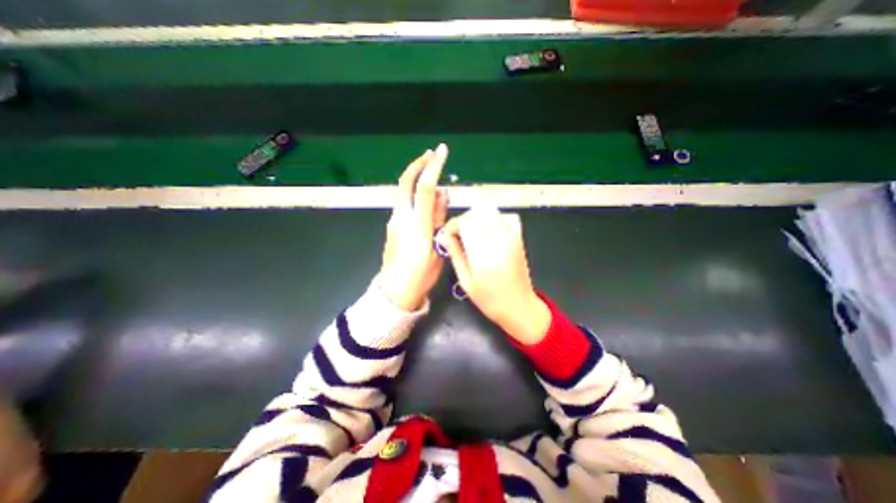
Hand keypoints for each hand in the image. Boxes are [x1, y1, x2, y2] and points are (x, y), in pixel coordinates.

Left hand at [377, 144, 447, 312]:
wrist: (395, 291)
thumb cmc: (420, 275)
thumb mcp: (437, 249)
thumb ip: (438, 220)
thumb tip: (442, 194)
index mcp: (416, 224)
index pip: (425, 188)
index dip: (433, 167)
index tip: (441, 151)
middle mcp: (401, 218)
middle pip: (405, 183)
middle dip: (417, 165)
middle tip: (430, 154)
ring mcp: (394, 222)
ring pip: (404, 193)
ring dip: (418, 181)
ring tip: (434, 181)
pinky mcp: (393, 227)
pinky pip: (405, 204)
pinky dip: (415, 196)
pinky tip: (427, 203)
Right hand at [438, 206, 548, 342]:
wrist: (520, 306)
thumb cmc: (490, 299)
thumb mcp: (466, 281)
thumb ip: (455, 255)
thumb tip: (444, 237)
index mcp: (484, 254)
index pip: (465, 223)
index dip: (453, 225)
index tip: (448, 236)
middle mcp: (499, 241)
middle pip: (477, 214)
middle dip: (463, 221)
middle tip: (457, 236)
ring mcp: (511, 238)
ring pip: (490, 213)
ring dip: (476, 219)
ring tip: (471, 234)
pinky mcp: (518, 238)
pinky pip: (503, 218)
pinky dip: (491, 220)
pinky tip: (486, 232)